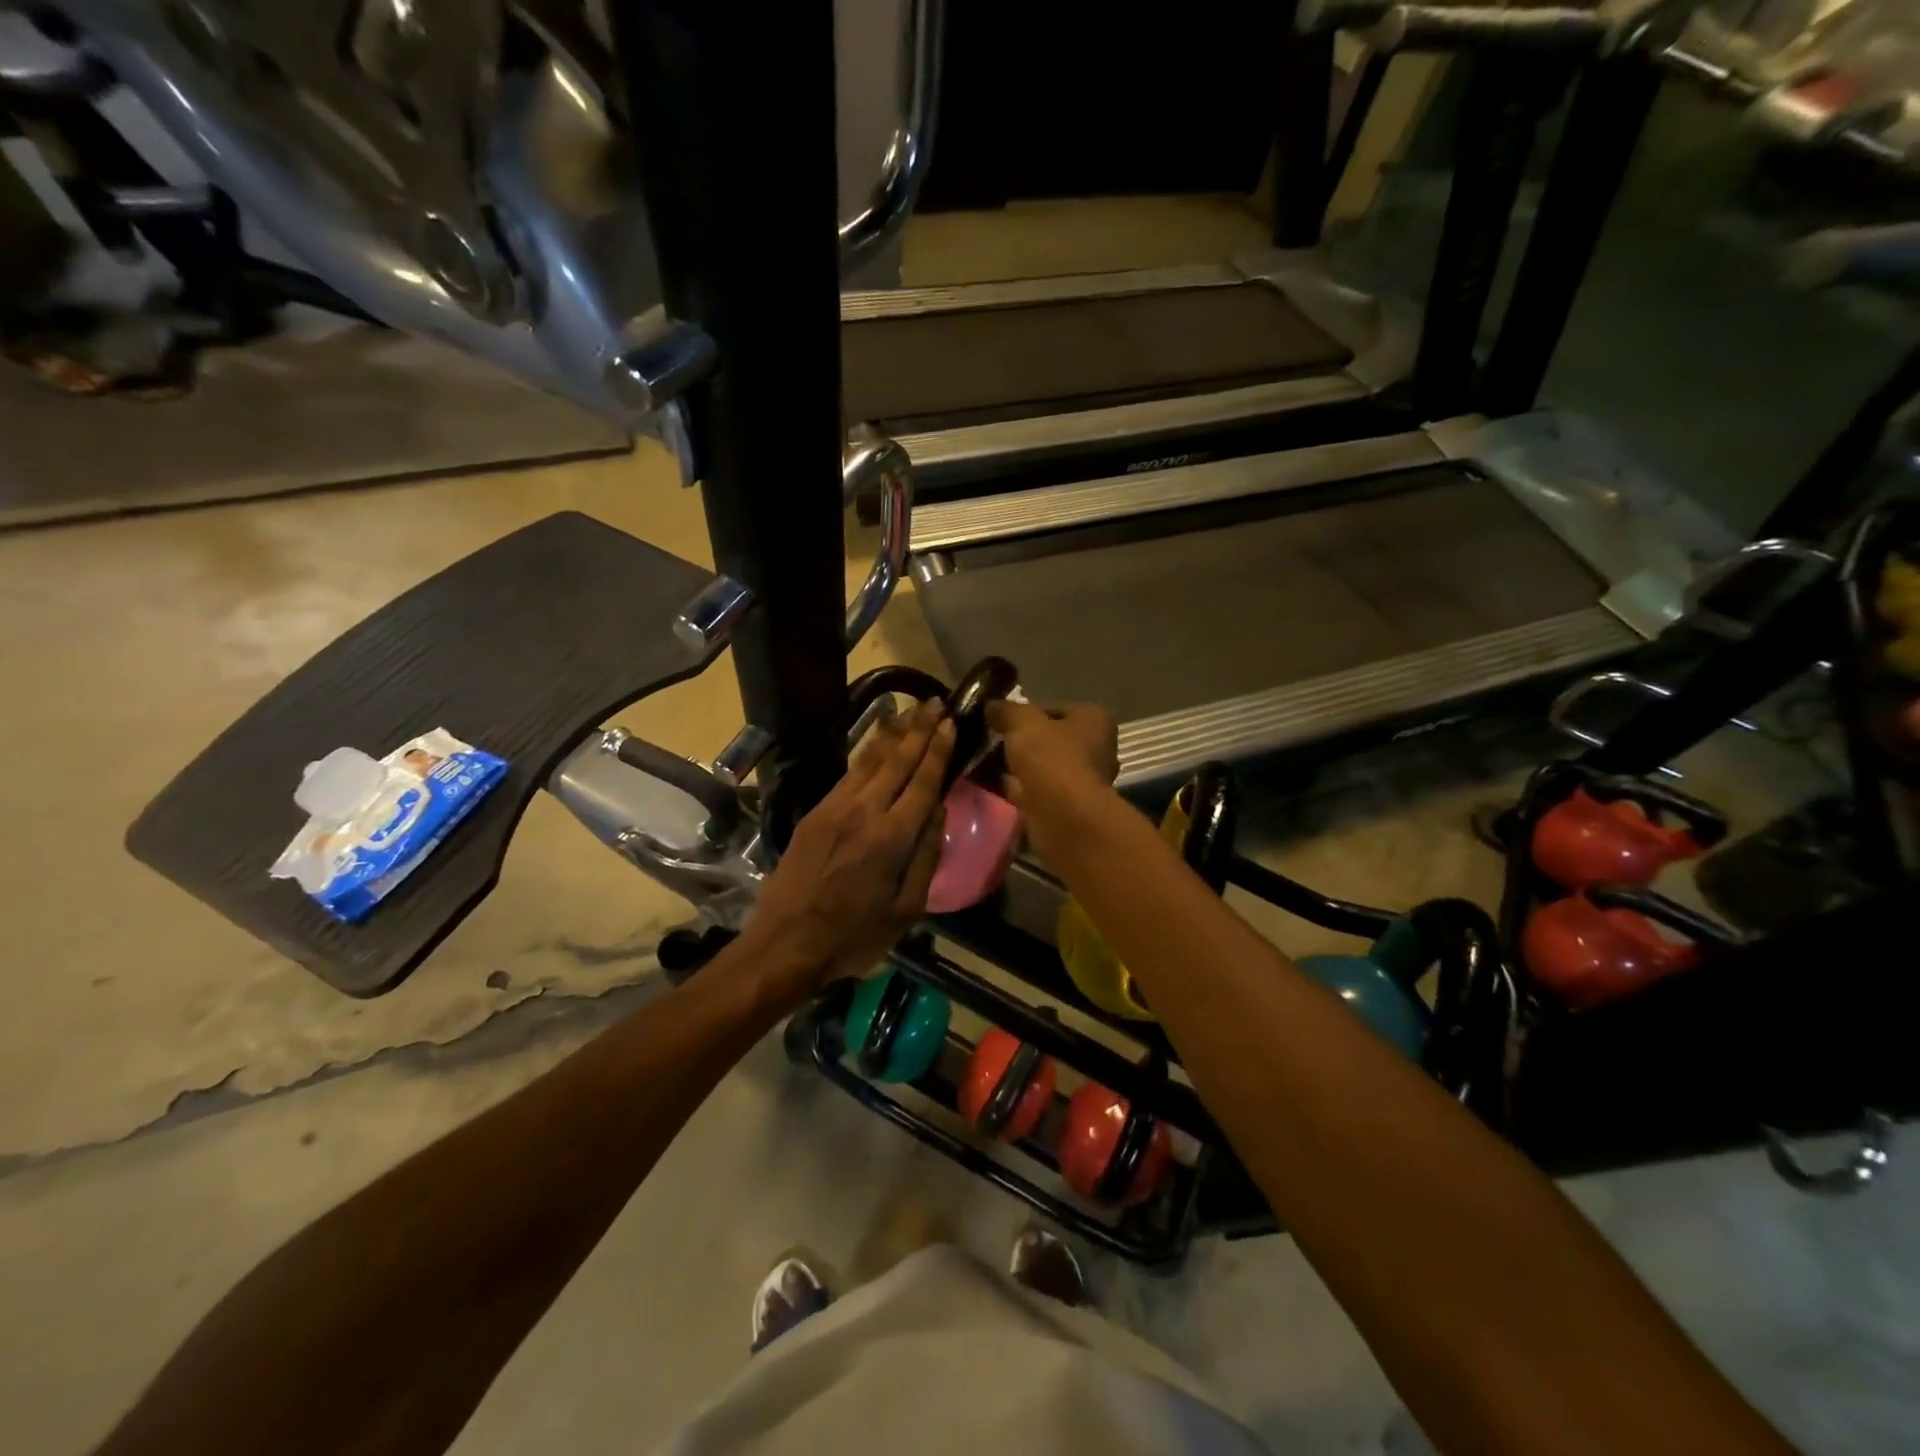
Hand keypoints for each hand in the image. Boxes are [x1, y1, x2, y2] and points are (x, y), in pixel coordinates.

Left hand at [741, 699, 955, 1005]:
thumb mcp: (906, 911)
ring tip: (907, 710)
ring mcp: (834, 808)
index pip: (922, 781)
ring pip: (868, 761)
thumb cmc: (853, 937)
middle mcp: (864, 812)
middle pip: (896, 760)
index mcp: (892, 838)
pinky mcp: (814, 814)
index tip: (950, 722)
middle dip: (918, 729)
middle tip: (934, 702)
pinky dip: (866, 753)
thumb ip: (926, 858)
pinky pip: (848, 774)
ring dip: (891, 733)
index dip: (938, 750)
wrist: (784, 945)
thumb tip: (938, 812)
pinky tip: (875, 743)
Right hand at [985, 699, 1118, 860]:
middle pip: (1049, 739)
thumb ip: (1007, 710)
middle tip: (989, 740)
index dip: (1027, 712)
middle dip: (1020, 741)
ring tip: (981, 761)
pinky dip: (1014, 787)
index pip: (1056, 709)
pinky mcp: (1065, 807)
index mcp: (1094, 721)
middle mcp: (1095, 749)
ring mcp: (1081, 781)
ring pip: (1040, 767)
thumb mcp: (1024, 723)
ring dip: (1015, 766)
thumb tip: (991, 705)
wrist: (1062, 816)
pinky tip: (987, 784)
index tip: (1001, 719)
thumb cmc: (1052, 758)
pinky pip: (1033, 790)